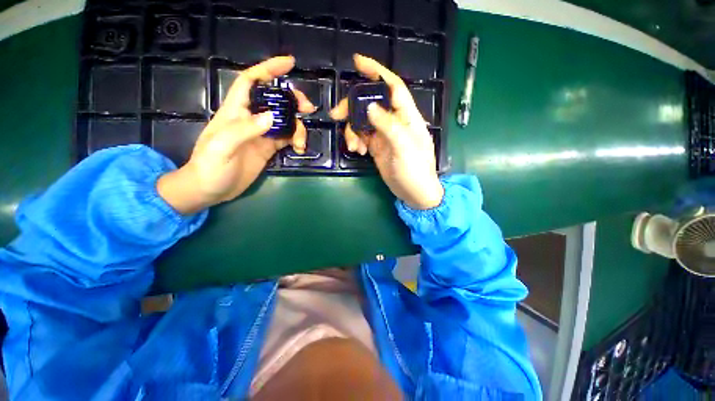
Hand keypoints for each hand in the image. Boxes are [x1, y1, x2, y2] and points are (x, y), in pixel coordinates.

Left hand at [157, 56, 314, 213]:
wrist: (211, 189)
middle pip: (275, 100)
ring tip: (301, 142)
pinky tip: (299, 149)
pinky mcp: (269, 147)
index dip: (268, 69)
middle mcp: (251, 118)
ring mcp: (262, 134)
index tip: (289, 63)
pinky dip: (296, 140)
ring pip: (286, 120)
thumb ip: (244, 130)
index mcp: (235, 111)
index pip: (251, 81)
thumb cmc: (209, 167)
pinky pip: (287, 137)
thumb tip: (271, 116)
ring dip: (298, 126)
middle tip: (308, 108)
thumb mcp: (221, 148)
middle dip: (293, 100)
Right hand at [330, 54, 443, 209]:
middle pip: (371, 103)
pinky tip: (358, 152)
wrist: (414, 193)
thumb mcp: (404, 147)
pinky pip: (361, 136)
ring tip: (354, 147)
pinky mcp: (376, 147)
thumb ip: (388, 126)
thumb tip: (370, 107)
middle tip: (337, 116)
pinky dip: (355, 140)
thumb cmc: (415, 171)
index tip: (357, 62)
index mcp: (407, 116)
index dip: (377, 72)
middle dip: (352, 106)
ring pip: (362, 121)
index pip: (392, 87)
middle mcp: (394, 122)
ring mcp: (384, 135)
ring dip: (352, 130)